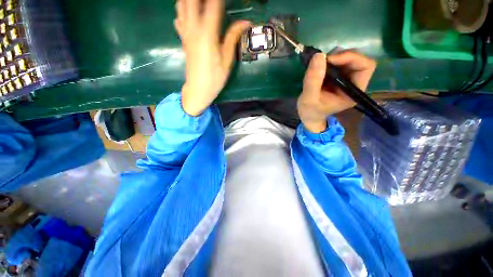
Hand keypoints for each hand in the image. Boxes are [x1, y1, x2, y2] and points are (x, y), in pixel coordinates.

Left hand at [174, 0, 249, 115]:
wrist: (198, 90)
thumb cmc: (215, 78)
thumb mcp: (227, 60)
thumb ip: (233, 37)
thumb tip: (245, 22)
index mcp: (207, 34)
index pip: (213, 5)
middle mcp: (193, 29)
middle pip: (191, 1)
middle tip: (213, 1)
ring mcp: (186, 33)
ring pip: (181, 5)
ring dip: (189, 0)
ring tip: (201, 4)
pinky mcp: (183, 40)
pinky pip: (178, 19)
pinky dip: (183, 11)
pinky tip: (190, 13)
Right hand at [297, 50, 376, 132]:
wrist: (308, 116)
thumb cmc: (310, 111)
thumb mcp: (309, 98)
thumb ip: (313, 79)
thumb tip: (319, 55)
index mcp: (353, 92)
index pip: (365, 67)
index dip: (351, 58)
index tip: (330, 60)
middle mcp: (354, 84)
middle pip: (358, 60)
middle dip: (341, 56)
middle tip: (323, 60)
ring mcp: (345, 80)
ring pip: (348, 59)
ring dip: (334, 57)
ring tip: (319, 64)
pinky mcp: (337, 78)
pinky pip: (338, 62)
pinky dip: (329, 60)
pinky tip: (318, 67)